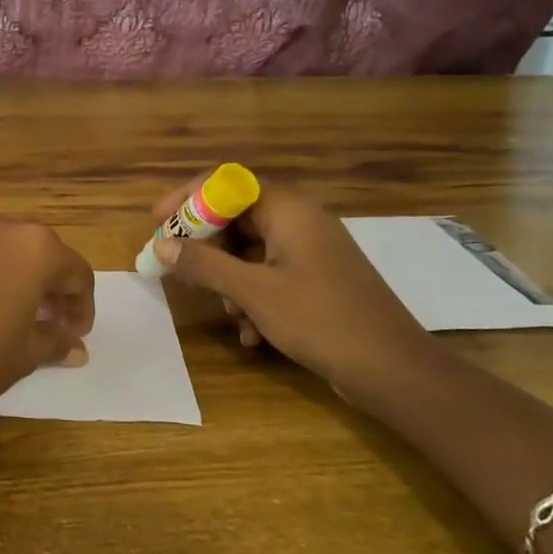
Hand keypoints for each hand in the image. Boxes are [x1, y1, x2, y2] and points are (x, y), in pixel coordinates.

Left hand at [0, 212, 95, 416]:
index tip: (74, 333)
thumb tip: (76, 347)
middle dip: (45, 284)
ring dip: (4, 274)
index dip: (81, 305)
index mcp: (34, 249)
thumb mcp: (24, 357)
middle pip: (35, 251)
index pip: (76, 272)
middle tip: (43, 319)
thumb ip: (55, 342)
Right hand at [149, 173, 439, 396]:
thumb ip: (204, 264)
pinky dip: (253, 299)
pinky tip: (252, 335)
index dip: (188, 198)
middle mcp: (301, 222)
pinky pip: (271, 276)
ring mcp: (312, 252)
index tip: (158, 222)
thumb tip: (162, 245)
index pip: (227, 182)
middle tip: (183, 274)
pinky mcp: (318, 280)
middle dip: (208, 250)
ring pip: (251, 252)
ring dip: (230, 282)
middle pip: (236, 218)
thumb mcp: (253, 293)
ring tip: (230, 315)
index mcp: (289, 211)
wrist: (394, 370)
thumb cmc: (321, 320)